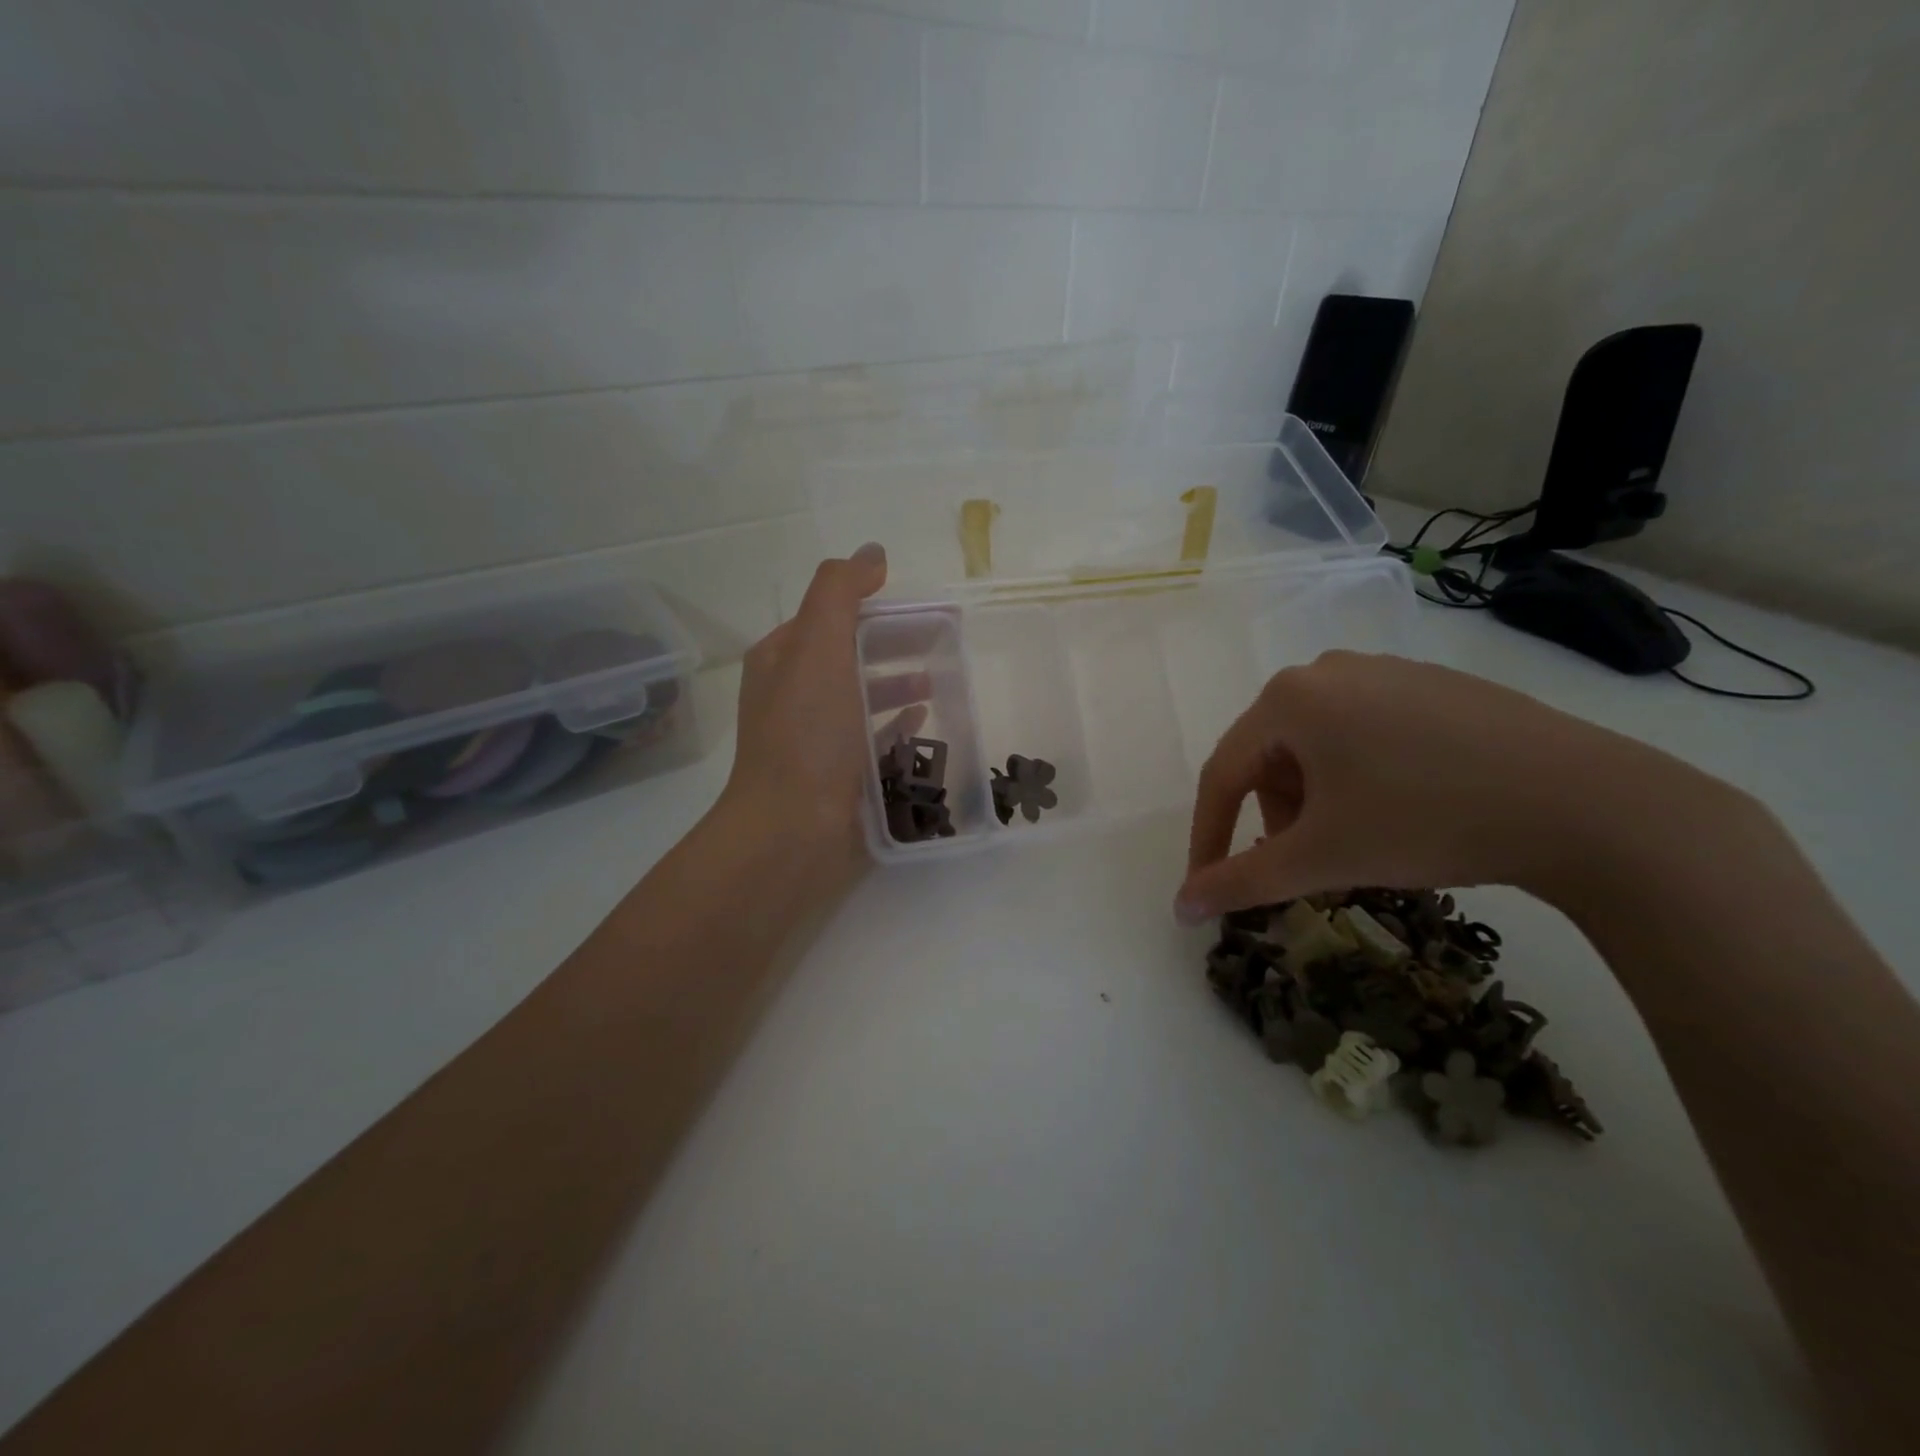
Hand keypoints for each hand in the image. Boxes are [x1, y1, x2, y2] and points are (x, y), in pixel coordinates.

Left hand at [717, 544, 926, 874]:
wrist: (792, 831)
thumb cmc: (806, 735)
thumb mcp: (818, 648)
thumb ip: (841, 593)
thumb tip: (872, 553)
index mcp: (782, 658)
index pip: (833, 614)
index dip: (876, 604)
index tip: (926, 608)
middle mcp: (794, 694)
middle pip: (852, 654)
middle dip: (895, 643)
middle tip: (948, 641)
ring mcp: (815, 738)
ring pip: (863, 696)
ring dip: (899, 682)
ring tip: (942, 680)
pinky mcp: (838, 774)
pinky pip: (873, 737)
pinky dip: (897, 722)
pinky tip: (925, 720)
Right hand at [1175, 651, 1725, 922]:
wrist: (1587, 802)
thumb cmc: (1426, 820)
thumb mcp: (1321, 857)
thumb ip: (1239, 882)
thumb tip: (1180, 908)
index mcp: (1287, 698)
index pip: (1222, 774)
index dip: (1207, 837)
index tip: (1206, 888)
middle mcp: (1326, 670)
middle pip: (1270, 756)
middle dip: (1275, 818)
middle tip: (1303, 865)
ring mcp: (1385, 670)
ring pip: (1317, 744)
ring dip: (1316, 799)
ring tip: (1356, 841)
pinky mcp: (1433, 684)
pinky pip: (1365, 731)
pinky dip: (1359, 776)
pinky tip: (1402, 808)